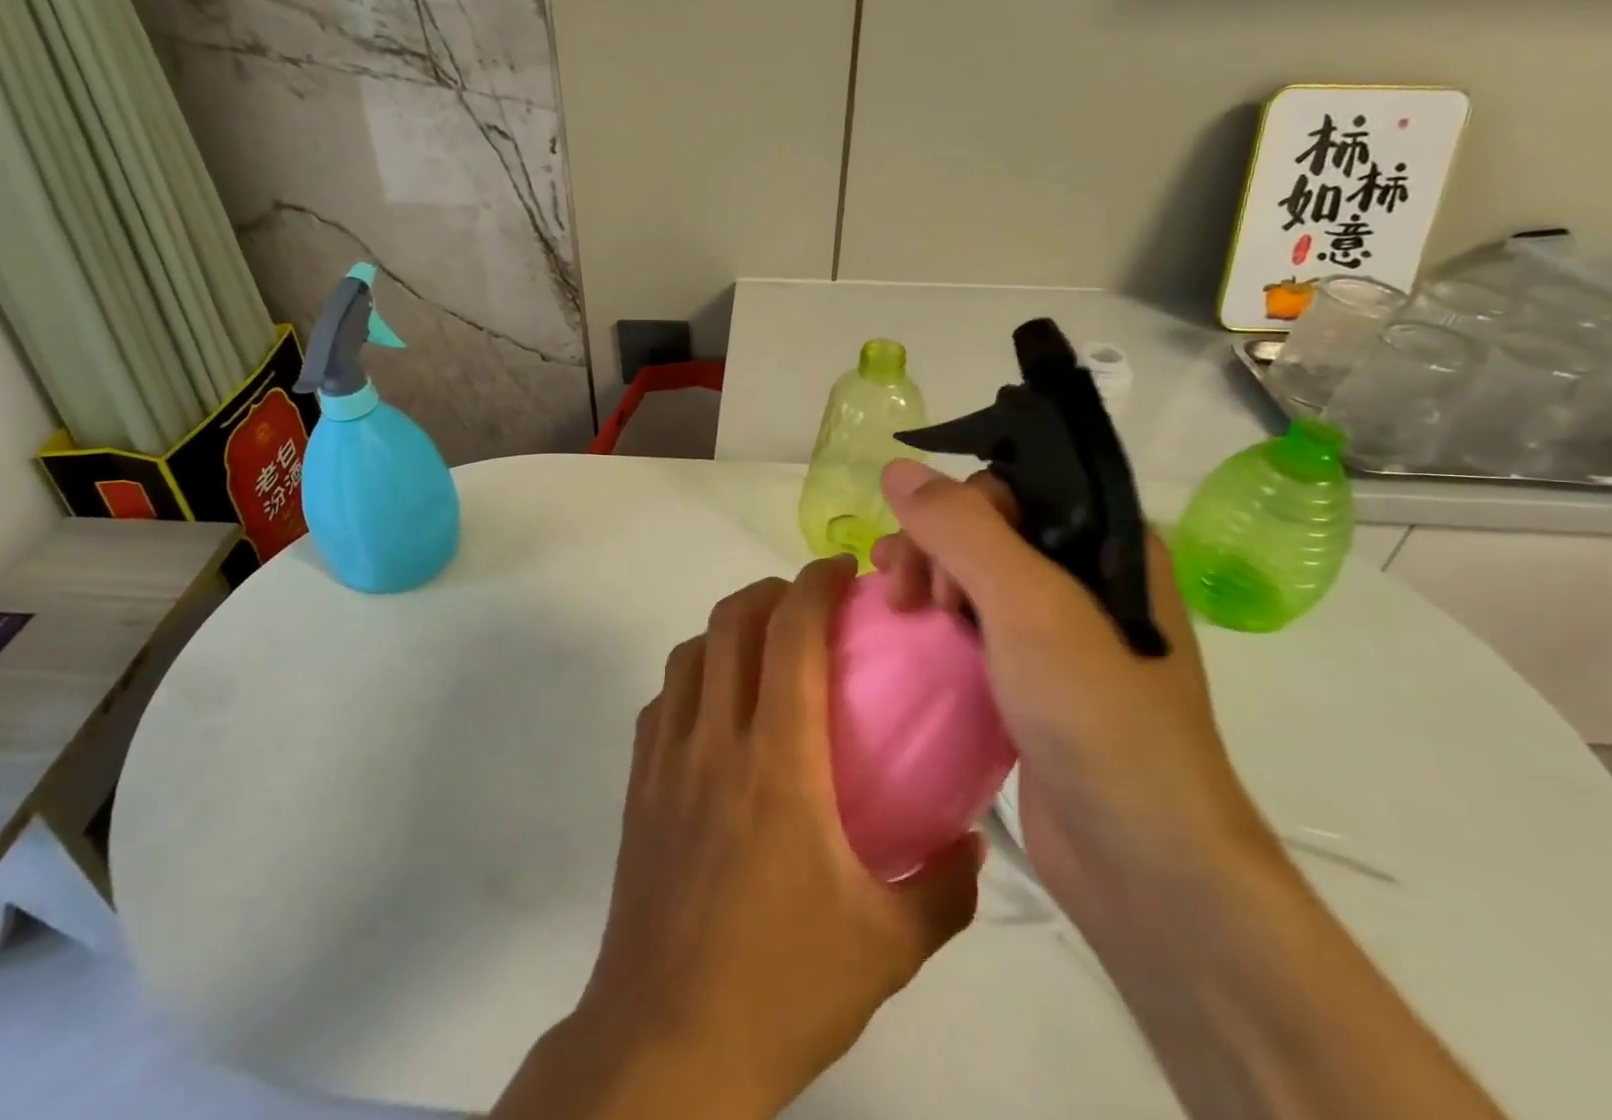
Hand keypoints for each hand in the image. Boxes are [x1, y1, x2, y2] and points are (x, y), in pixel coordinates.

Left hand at [557, 557, 981, 1117]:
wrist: (667, 1042)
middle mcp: (715, 738)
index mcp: (778, 760)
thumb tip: (972, 841)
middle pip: (730, 622)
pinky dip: (694, 677)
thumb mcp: (889, 945)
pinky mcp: (639, 783)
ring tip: (763, 646)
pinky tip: (719, 709)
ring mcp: (667, 758)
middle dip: (770, 591)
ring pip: (689, 652)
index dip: (815, 584)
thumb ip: (944, 885)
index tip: (841, 568)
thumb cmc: (783, 985)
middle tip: (808, 602)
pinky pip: (663, 700)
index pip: (791, 635)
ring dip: (727, 628)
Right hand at [872, 462, 1276, 934]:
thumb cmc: (1095, 714)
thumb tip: (897, 467)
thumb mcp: (1028, 605)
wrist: (1144, 864)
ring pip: (974, 574)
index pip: (1013, 488)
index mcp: (1108, 543)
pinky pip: (974, 623)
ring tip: (898, 610)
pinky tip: (910, 631)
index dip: (958, 510)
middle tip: (905, 595)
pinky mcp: (1034, 677)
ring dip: (928, 578)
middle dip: (932, 548)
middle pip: (986, 527)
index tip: (929, 560)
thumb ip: (962, 529)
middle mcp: (1087, 576)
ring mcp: (1060, 631)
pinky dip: (937, 620)